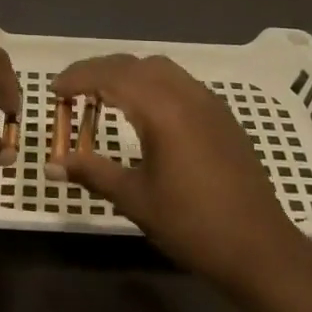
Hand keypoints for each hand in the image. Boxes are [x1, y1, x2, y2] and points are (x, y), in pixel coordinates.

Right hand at [54, 54, 305, 288]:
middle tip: (72, 91)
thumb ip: (93, 173)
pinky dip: (152, 83)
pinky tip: (144, 111)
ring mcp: (208, 101)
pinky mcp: (221, 115)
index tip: (53, 90)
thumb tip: (52, 164)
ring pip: (159, 68)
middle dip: (99, 71)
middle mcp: (185, 93)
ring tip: (104, 97)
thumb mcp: (135, 199)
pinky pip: (179, 82)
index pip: (110, 76)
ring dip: (127, 73)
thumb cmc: (192, 224)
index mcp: (161, 109)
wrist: (259, 247)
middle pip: (133, 64)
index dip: (78, 78)